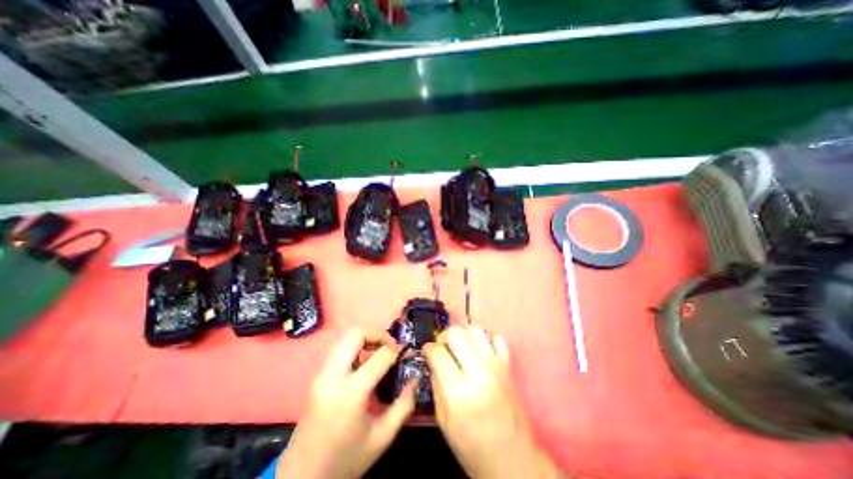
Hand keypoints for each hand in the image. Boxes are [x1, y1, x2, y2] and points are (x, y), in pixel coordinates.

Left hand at [278, 330, 415, 478]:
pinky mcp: (317, 377)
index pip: (380, 355)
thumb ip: (404, 405)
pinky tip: (366, 362)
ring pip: (345, 338)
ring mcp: (321, 374)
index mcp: (351, 393)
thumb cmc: (345, 460)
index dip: (398, 350)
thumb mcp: (382, 438)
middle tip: (391, 346)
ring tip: (380, 351)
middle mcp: (332, 376)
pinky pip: (339, 349)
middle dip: (378, 333)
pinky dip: (356, 347)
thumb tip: (415, 378)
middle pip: (355, 334)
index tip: (407, 354)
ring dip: (366, 338)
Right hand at [424, 326, 560, 477]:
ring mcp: (495, 366)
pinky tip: (478, 350)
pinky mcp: (507, 365)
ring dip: (463, 334)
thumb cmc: (472, 447)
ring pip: (475, 330)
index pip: (438, 352)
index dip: (428, 349)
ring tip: (459, 347)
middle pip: (456, 333)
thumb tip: (433, 360)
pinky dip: (485, 338)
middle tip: (442, 348)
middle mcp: (477, 372)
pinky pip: (496, 337)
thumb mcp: (443, 421)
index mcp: (458, 391)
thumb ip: (436, 384)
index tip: (426, 352)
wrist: (512, 460)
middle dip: (444, 336)